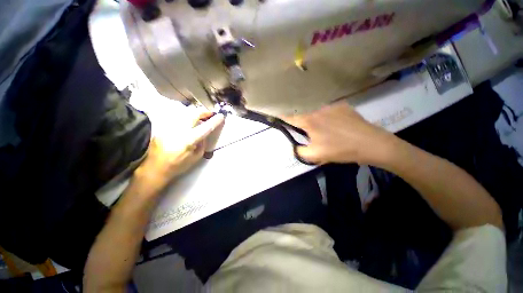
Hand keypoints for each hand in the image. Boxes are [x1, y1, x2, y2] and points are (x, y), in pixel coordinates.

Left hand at [134, 112, 224, 194]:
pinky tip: (188, 123)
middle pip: (193, 114)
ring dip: (194, 114)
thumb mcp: (196, 157)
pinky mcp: (162, 127)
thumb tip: (204, 134)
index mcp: (189, 140)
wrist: (155, 168)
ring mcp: (169, 127)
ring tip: (200, 118)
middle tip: (209, 114)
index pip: (205, 127)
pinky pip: (177, 118)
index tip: (221, 116)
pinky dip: (185, 118)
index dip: (214, 121)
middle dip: (204, 112)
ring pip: (184, 113)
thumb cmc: (179, 165)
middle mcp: (178, 130)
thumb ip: (202, 144)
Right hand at [282, 101, 395, 164]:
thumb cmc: (340, 150)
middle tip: (304, 130)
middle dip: (299, 121)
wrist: (372, 144)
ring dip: (313, 118)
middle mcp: (317, 109)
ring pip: (314, 111)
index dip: (280, 116)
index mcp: (309, 120)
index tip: (274, 115)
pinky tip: (333, 124)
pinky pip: (327, 109)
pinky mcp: (342, 105)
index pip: (289, 116)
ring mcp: (331, 105)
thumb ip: (299, 151)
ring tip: (321, 129)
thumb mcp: (315, 155)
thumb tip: (294, 146)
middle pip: (302, 113)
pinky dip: (324, 115)